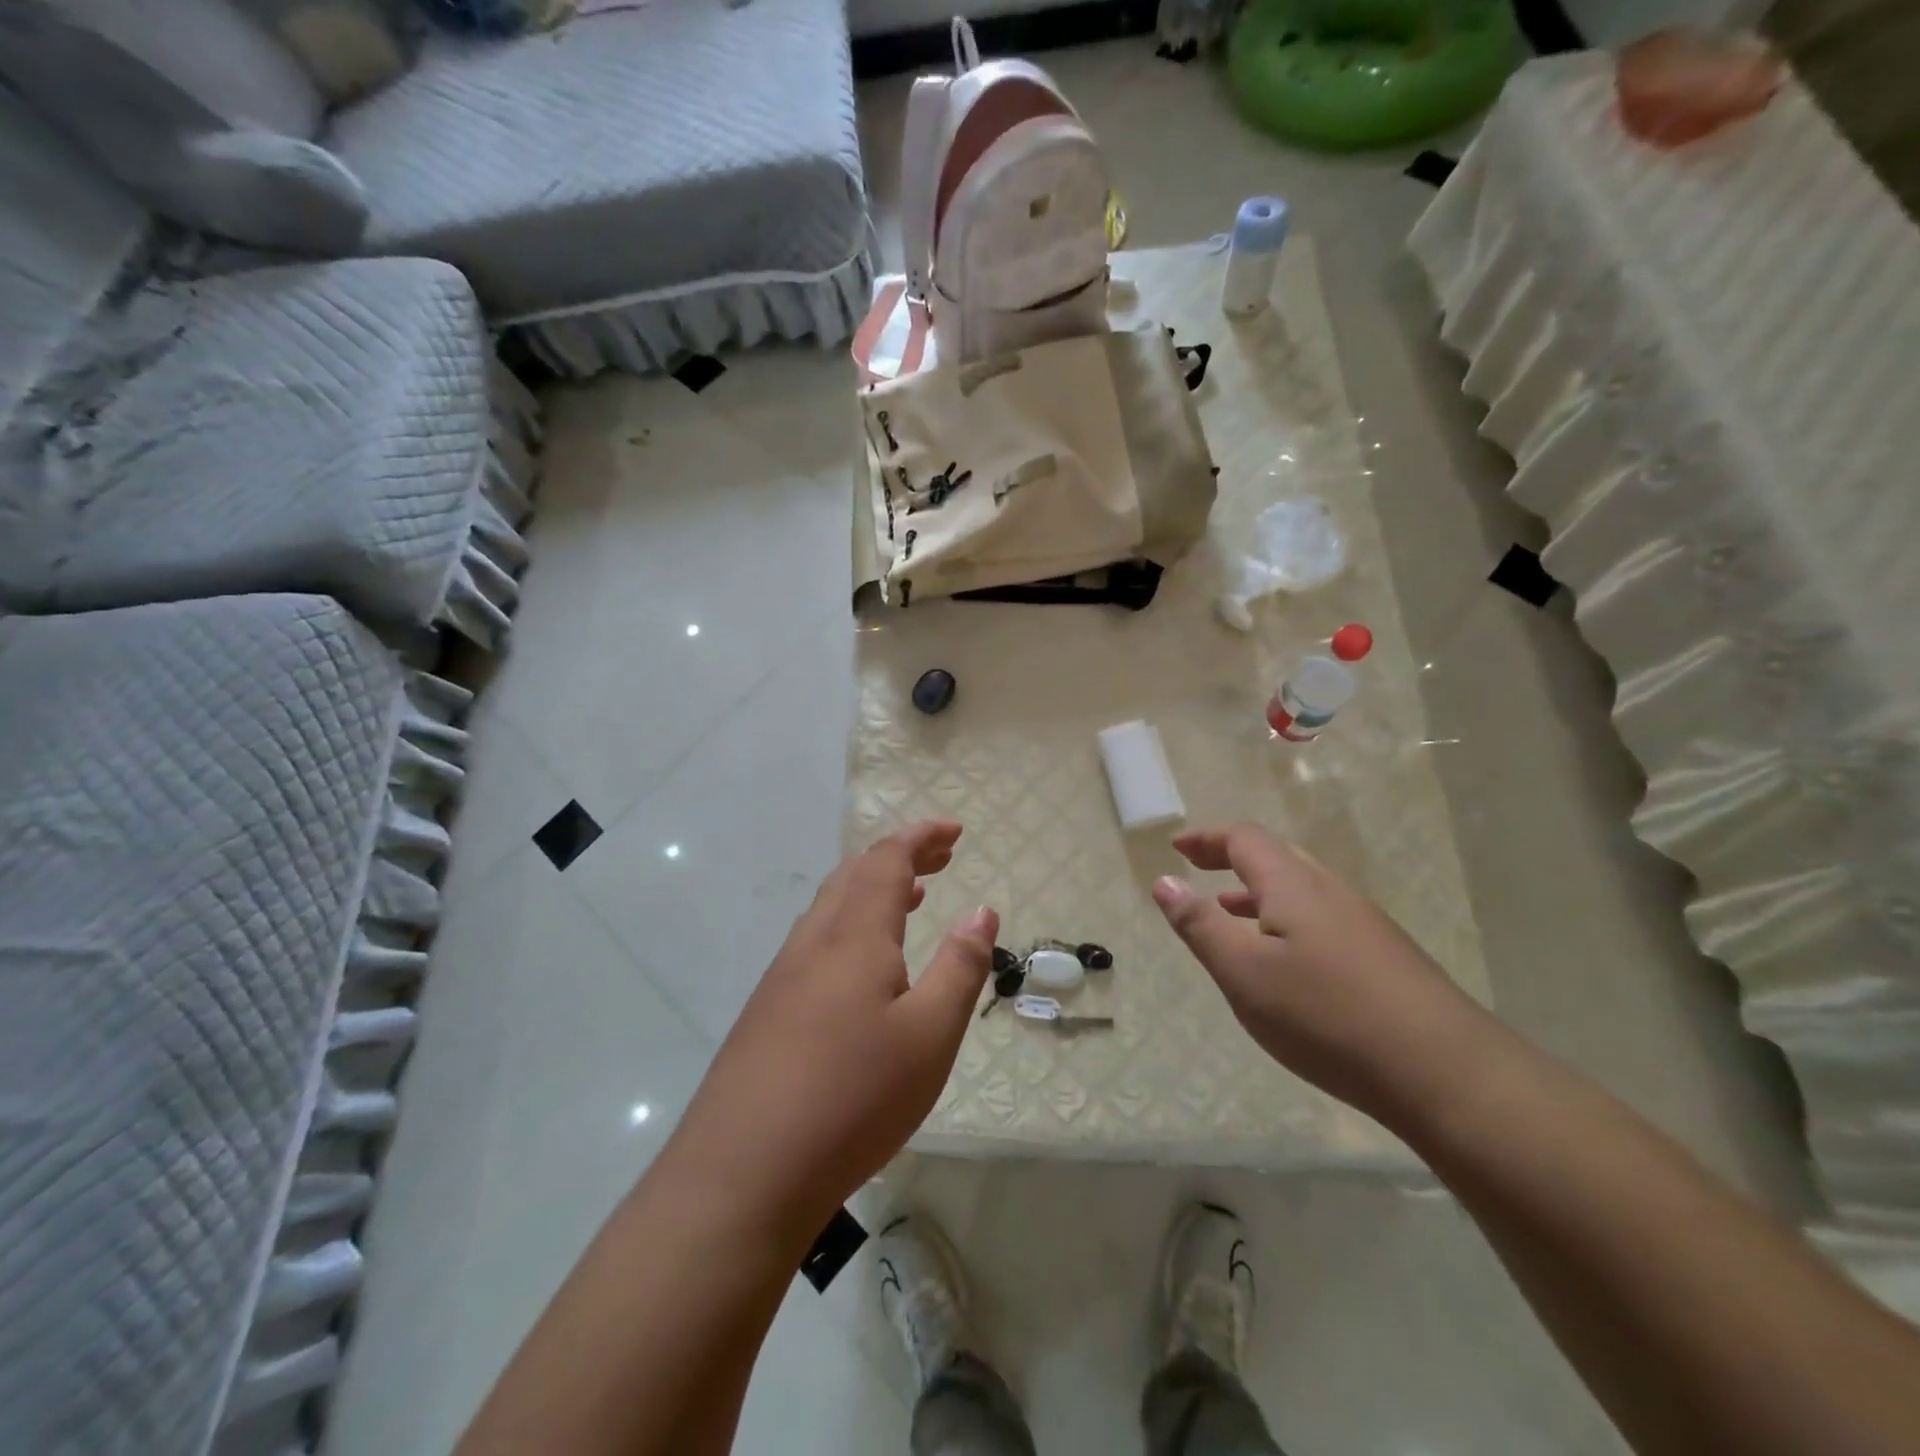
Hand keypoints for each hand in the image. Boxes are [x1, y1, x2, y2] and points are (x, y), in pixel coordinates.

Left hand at [664, 821, 996, 1239]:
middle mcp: (814, 942)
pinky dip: (849, 925)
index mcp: (855, 936)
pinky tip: (861, 966)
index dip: (921, 837)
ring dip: (872, 889)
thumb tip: (982, 910)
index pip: (887, 861)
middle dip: (900, 857)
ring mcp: (782, 976)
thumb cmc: (853, 1097)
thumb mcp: (930, 1035)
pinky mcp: (766, 1011)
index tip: (954, 830)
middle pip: (856, 875)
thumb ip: (960, 968)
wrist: (742, 1172)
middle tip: (940, 858)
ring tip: (909, 898)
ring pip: (830, 907)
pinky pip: (815, 940)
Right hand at [1152, 823, 1488, 1119]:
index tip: (1177, 848)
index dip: (1207, 838)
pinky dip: (1286, 918)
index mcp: (1293, 885)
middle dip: (1231, 859)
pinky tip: (1284, 960)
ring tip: (1229, 912)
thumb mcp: (1244, 973)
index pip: (1244, 839)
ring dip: (1258, 892)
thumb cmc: (1326, 1016)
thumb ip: (1200, 924)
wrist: (1446, 1073)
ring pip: (1301, 889)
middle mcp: (1331, 891)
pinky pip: (1322, 916)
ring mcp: (1365, 923)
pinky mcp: (1386, 956)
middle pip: (1276, 857)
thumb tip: (1164, 880)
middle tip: (1198, 871)